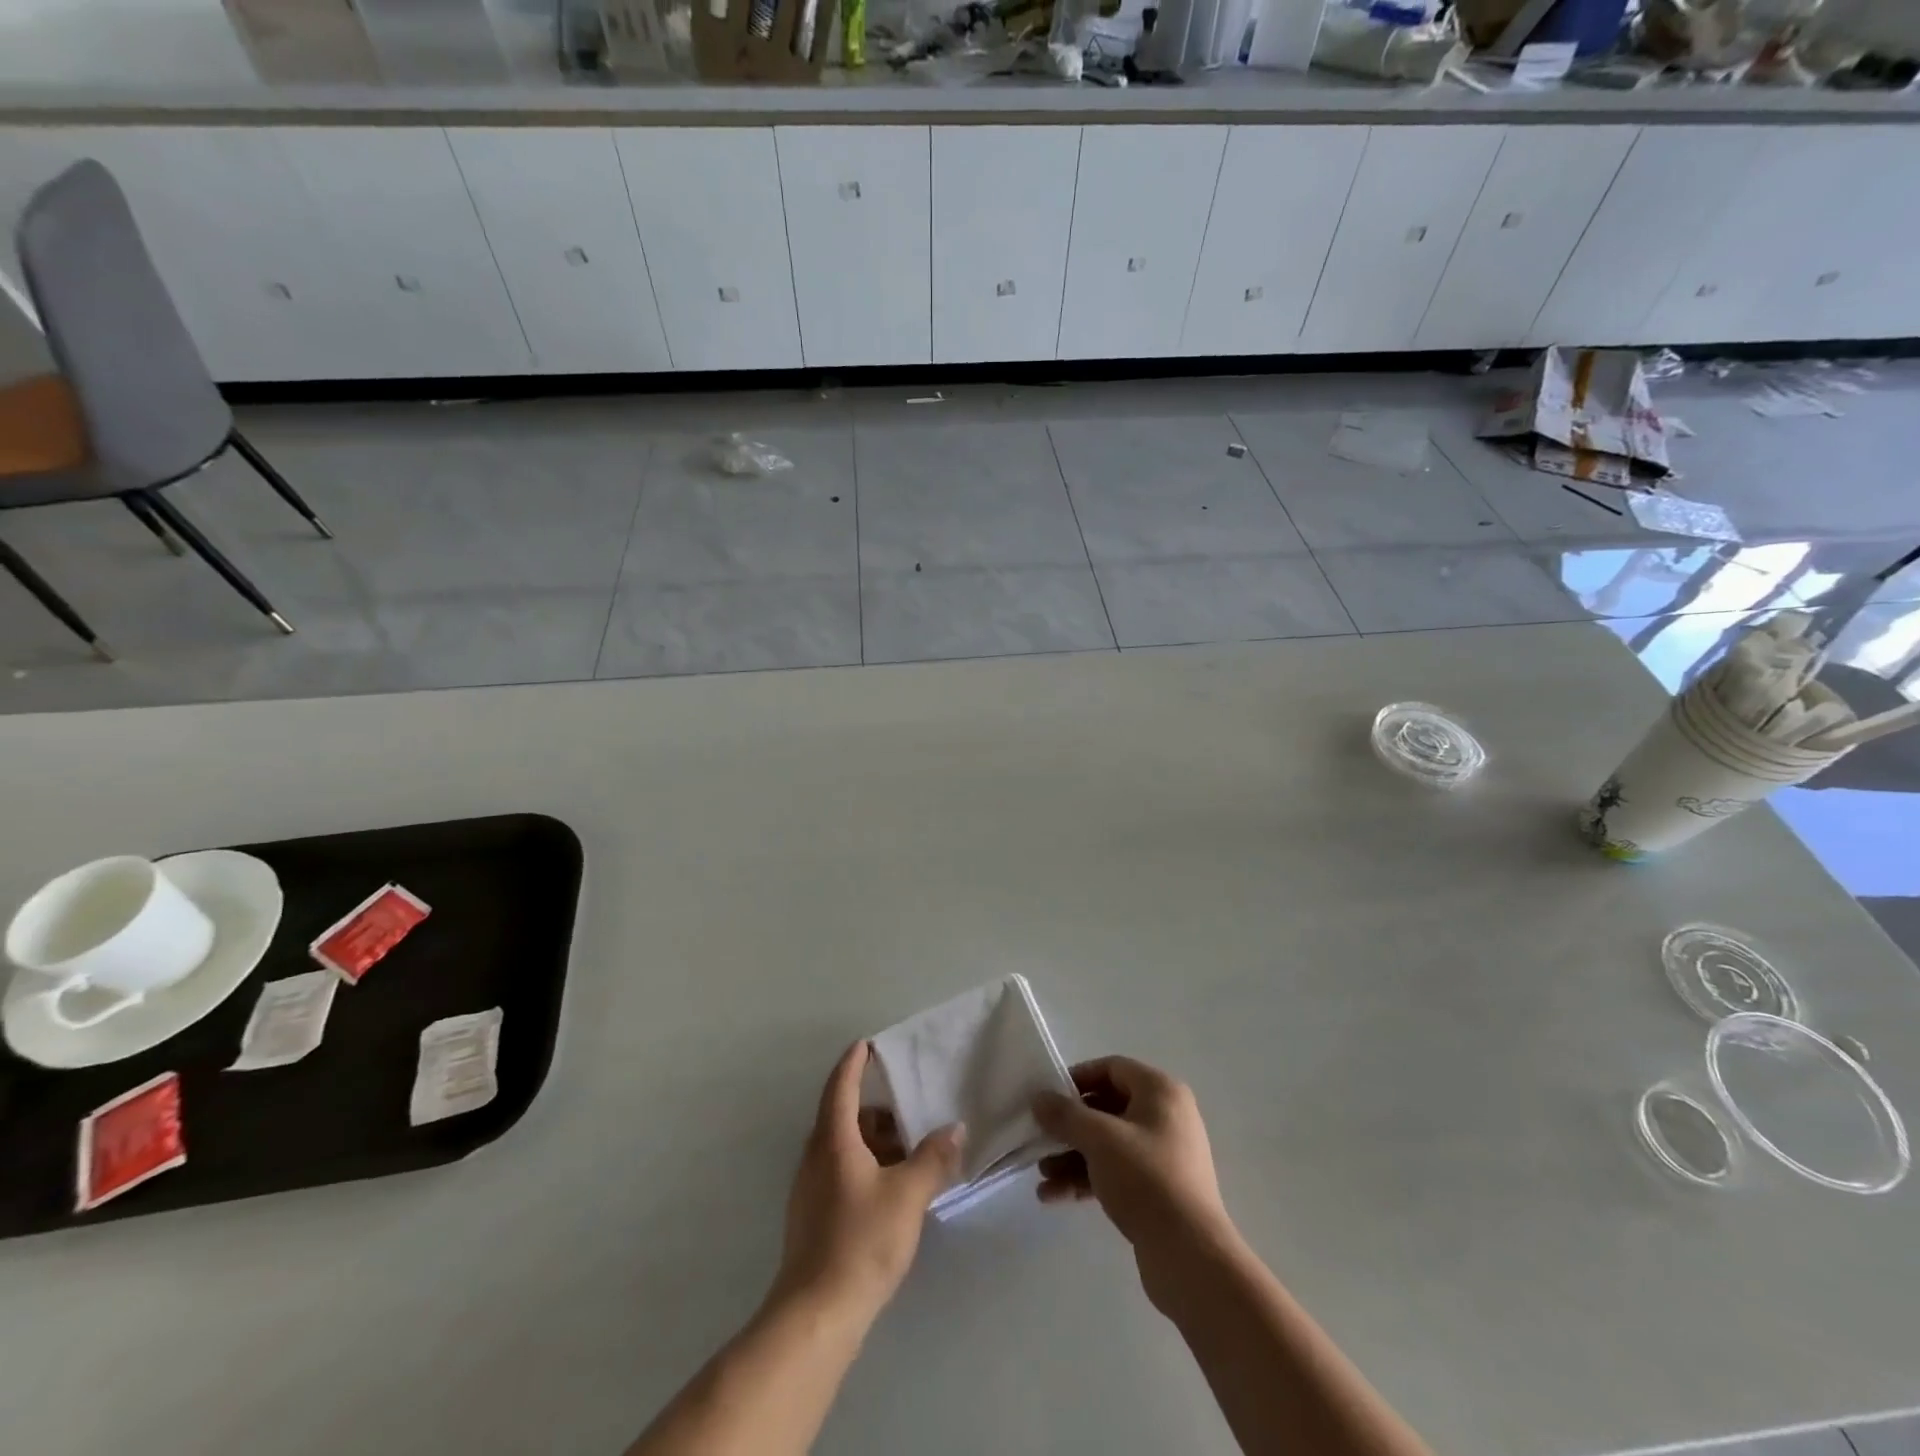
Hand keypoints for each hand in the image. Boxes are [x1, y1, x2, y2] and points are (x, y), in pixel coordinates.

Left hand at [773, 1042, 964, 1318]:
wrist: (816, 1315)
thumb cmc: (861, 1242)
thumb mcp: (907, 1196)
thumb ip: (932, 1158)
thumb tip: (955, 1127)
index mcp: (833, 1140)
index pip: (840, 1087)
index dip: (853, 1063)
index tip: (867, 1044)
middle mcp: (816, 1157)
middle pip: (842, 1117)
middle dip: (875, 1108)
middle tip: (909, 1107)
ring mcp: (810, 1189)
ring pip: (842, 1147)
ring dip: (873, 1140)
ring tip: (910, 1151)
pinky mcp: (813, 1216)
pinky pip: (841, 1171)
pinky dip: (866, 1165)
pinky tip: (892, 1188)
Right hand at [1032, 1057, 1236, 1303]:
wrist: (1190, 1256)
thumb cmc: (1145, 1179)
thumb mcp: (1099, 1139)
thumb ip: (1065, 1115)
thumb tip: (1039, 1098)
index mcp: (1160, 1091)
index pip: (1112, 1068)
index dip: (1077, 1079)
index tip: (1048, 1098)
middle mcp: (1166, 1115)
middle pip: (1107, 1108)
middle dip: (1070, 1127)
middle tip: (1040, 1141)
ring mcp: (1164, 1154)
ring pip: (1109, 1144)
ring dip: (1073, 1157)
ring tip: (1043, 1178)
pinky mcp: (1159, 1189)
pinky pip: (1117, 1171)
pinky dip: (1088, 1179)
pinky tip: (1055, 1197)